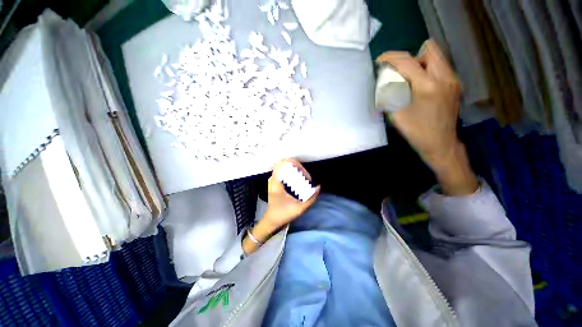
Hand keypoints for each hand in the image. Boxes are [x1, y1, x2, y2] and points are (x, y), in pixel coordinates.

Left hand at [263, 158, 319, 228]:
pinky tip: (299, 180)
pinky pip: (284, 172)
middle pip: (285, 164)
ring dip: (295, 170)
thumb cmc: (283, 214)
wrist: (272, 221)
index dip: (294, 163)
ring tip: (304, 178)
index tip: (303, 172)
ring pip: (284, 168)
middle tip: (306, 176)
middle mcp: (273, 179)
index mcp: (276, 182)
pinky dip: (292, 173)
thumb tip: (319, 187)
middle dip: (297, 167)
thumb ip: (311, 198)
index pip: (282, 163)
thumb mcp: (299, 208)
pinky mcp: (275, 183)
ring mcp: (273, 180)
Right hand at [377, 40, 477, 194]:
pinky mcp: (455, 84)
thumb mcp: (396, 115)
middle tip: (399, 72)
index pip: (407, 62)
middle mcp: (445, 77)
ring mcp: (453, 80)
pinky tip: (420, 86)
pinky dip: (427, 70)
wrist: (441, 144)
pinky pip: (440, 67)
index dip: (391, 58)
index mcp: (427, 86)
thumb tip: (386, 81)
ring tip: (410, 79)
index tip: (381, 60)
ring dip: (420, 63)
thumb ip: (391, 95)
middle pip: (428, 50)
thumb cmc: (416, 132)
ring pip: (436, 57)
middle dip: (410, 57)